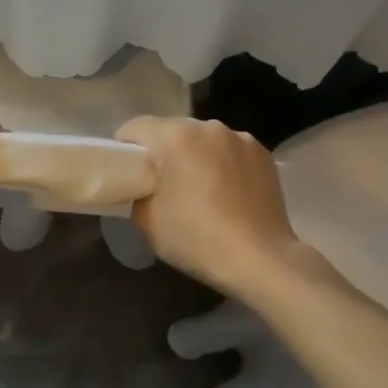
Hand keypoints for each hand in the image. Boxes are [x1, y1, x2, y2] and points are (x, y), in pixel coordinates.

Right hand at [116, 117, 301, 298]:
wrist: (261, 260)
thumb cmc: (197, 239)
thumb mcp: (148, 222)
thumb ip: (136, 193)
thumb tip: (143, 187)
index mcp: (175, 138)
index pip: (136, 127)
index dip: (125, 148)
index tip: (128, 173)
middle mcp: (208, 127)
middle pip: (172, 129)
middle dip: (163, 151)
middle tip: (162, 184)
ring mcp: (240, 138)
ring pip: (203, 138)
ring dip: (195, 155)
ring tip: (199, 188)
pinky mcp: (263, 153)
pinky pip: (230, 150)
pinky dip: (222, 163)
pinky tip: (226, 191)